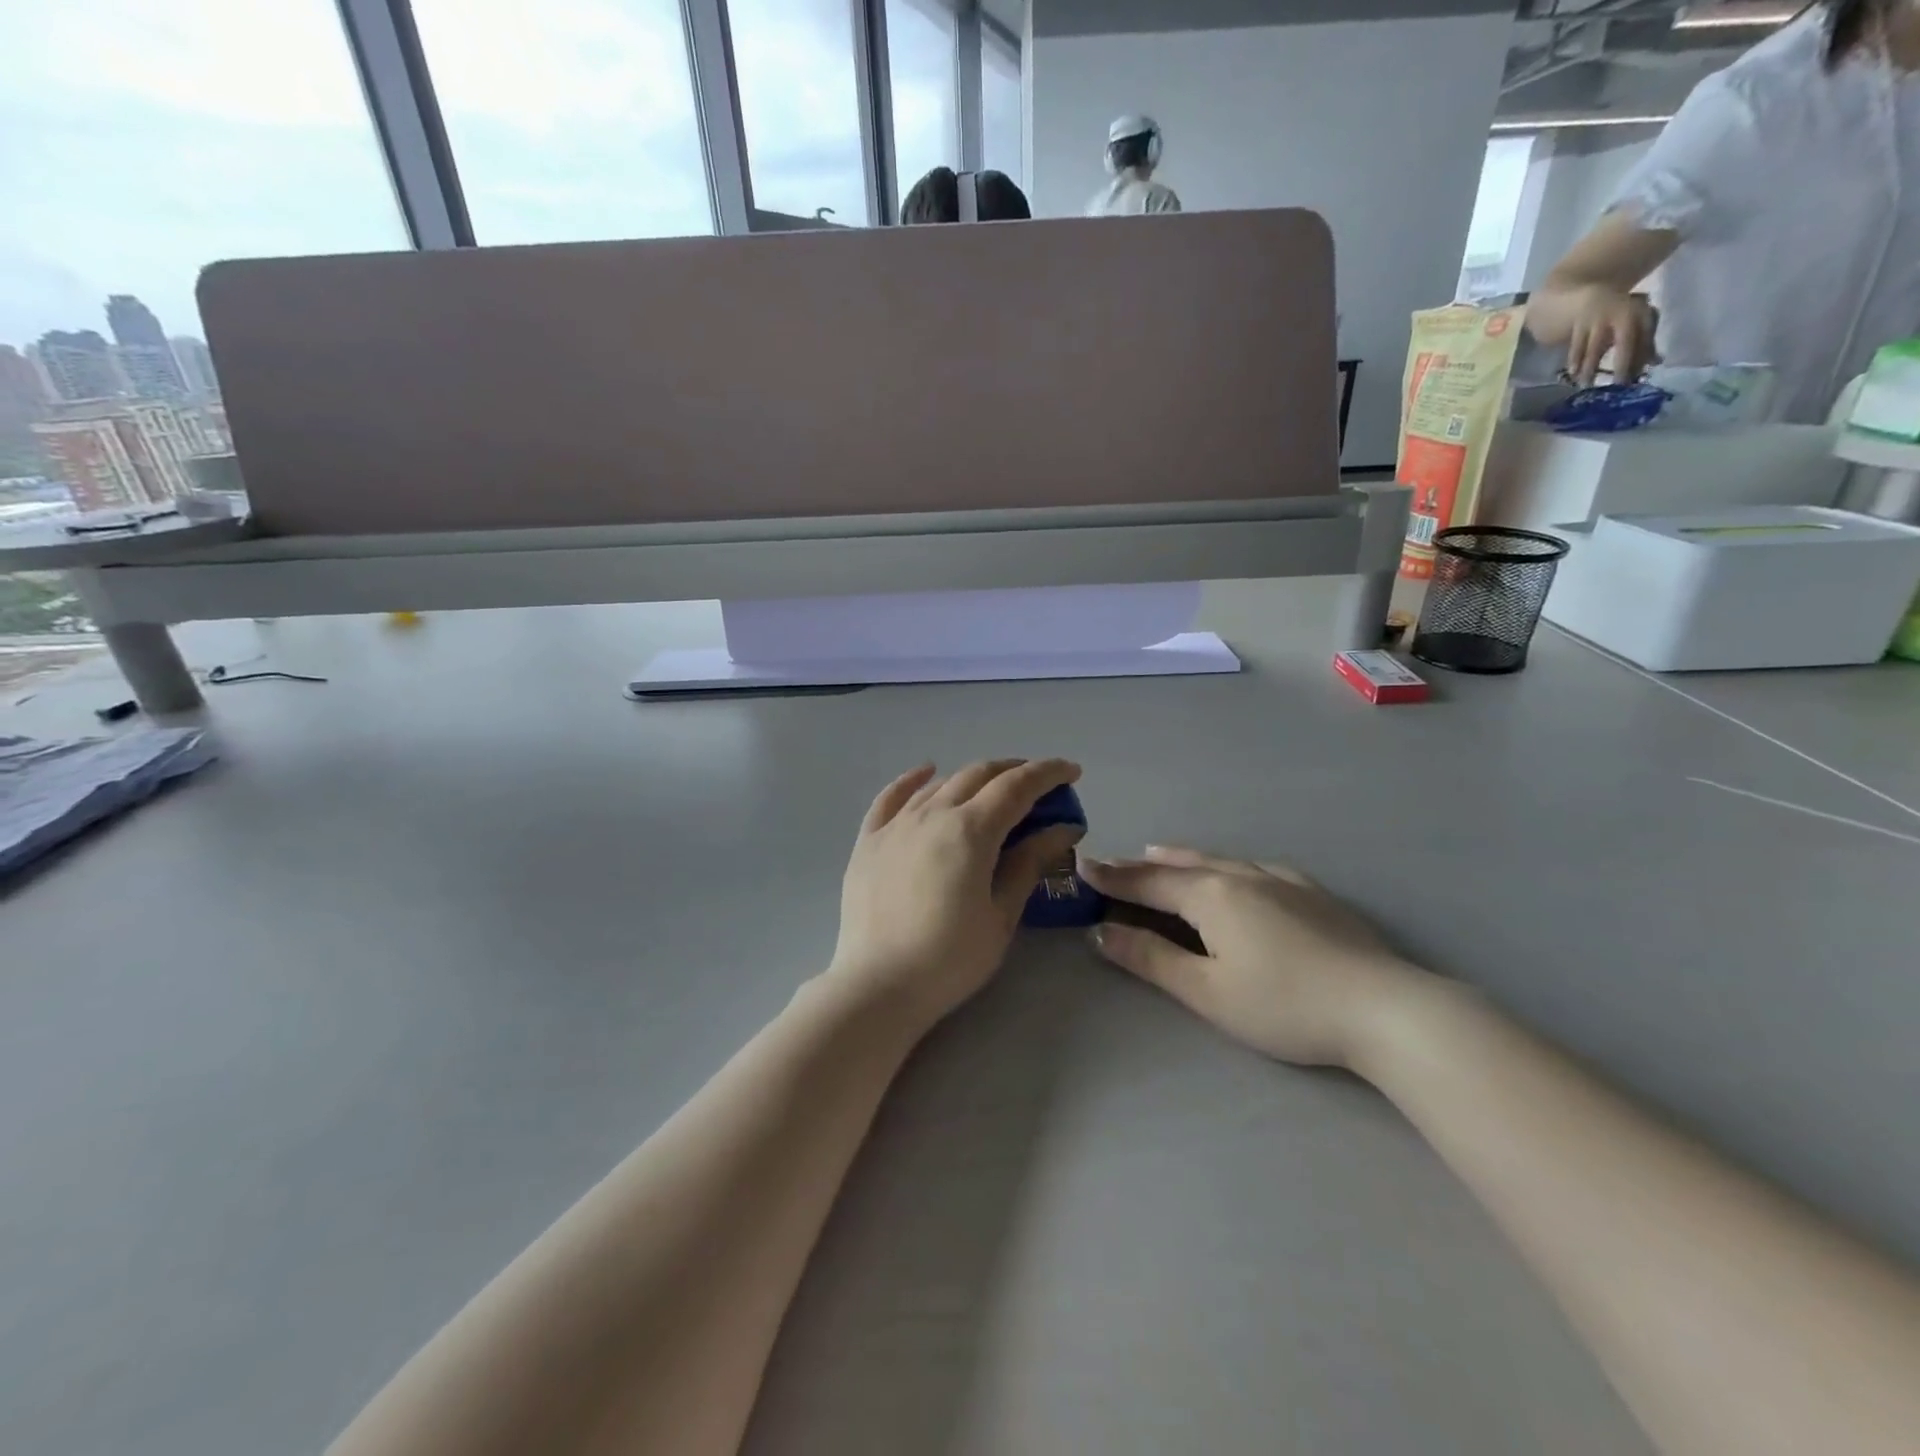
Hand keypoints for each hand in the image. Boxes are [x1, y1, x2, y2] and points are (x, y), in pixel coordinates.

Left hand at [827, 759, 1082, 1029]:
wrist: (878, 985)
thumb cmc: (950, 958)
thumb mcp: (1002, 915)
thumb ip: (1030, 863)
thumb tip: (1064, 828)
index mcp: (970, 830)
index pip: (1017, 786)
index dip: (1048, 773)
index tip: (1072, 771)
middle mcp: (932, 813)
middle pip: (979, 775)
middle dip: (1014, 771)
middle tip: (1038, 783)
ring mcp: (896, 824)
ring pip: (941, 784)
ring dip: (973, 778)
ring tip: (992, 788)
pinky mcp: (869, 840)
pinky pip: (892, 797)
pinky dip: (914, 780)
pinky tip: (927, 773)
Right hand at [1079, 848, 1434, 1070]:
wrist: (1384, 1007)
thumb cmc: (1284, 1005)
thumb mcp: (1207, 992)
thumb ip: (1151, 959)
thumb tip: (1100, 932)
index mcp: (1211, 895)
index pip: (1148, 881)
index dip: (1112, 876)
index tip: (1081, 866)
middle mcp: (1241, 875)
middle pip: (1180, 866)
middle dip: (1142, 865)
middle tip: (1113, 863)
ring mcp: (1281, 881)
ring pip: (1219, 860)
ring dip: (1182, 858)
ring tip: (1159, 853)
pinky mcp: (1312, 894)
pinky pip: (1255, 867)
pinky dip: (1226, 864)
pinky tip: (1236, 870)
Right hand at [1565, 284, 1659, 385]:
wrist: (1583, 297)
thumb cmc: (1611, 316)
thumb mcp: (1631, 325)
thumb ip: (1643, 342)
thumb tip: (1655, 363)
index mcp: (1641, 312)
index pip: (1645, 337)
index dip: (1642, 357)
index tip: (1638, 377)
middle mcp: (1623, 312)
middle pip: (1626, 341)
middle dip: (1623, 363)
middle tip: (1618, 384)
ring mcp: (1599, 317)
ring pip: (1597, 346)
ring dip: (1591, 367)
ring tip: (1586, 385)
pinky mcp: (1578, 323)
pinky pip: (1577, 346)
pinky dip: (1575, 360)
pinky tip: (1572, 373)